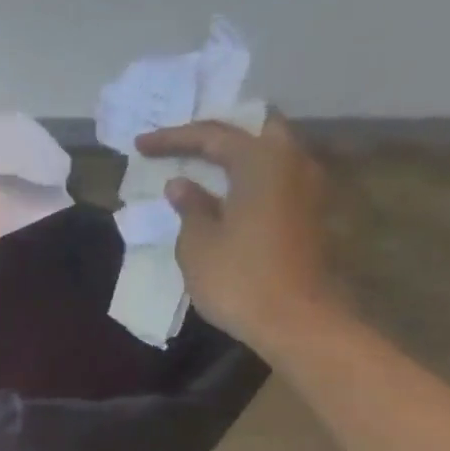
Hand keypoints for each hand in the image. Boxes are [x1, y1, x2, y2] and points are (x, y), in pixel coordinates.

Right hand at [135, 114, 335, 351]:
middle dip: (217, 135)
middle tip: (184, 146)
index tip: (140, 145)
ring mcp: (307, 188)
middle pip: (254, 130)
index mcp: (261, 161)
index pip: (211, 136)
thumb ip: (190, 207)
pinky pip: (275, 178)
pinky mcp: (309, 214)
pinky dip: (249, 178)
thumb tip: (182, 185)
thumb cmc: (239, 278)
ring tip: (201, 169)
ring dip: (236, 157)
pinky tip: (226, 195)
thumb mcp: (198, 243)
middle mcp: (291, 162)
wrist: (296, 320)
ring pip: (269, 154)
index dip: (172, 139)